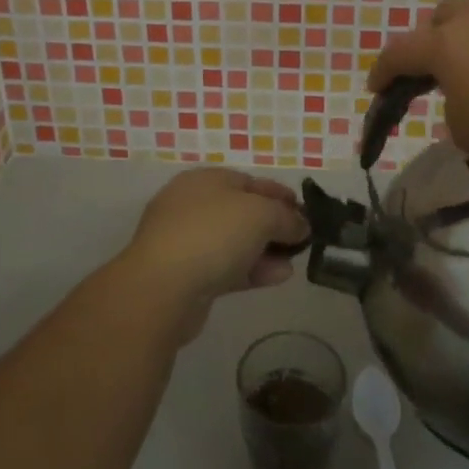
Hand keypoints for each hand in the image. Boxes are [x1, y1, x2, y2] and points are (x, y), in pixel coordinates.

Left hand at [118, 168, 309, 333]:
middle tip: (301, 240)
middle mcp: (192, 205)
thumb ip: (286, 217)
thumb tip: (300, 225)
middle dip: (273, 225)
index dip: (280, 194)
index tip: (306, 212)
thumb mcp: (260, 214)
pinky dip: (252, 270)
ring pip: (234, 242)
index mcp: (205, 180)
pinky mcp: (186, 276)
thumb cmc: (213, 234)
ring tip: (293, 262)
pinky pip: (226, 267)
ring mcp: (186, 241)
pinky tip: (278, 277)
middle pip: (242, 211)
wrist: (162, 288)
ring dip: (266, 250)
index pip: (249, 181)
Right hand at [366, 0, 468, 200]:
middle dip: (429, 43)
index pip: (400, 51)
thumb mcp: (462, 128)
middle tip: (434, 75)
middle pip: (440, 18)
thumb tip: (465, 87)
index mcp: (446, 41)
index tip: (376, 89)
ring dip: (466, 28)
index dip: (383, 71)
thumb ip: (450, 97)